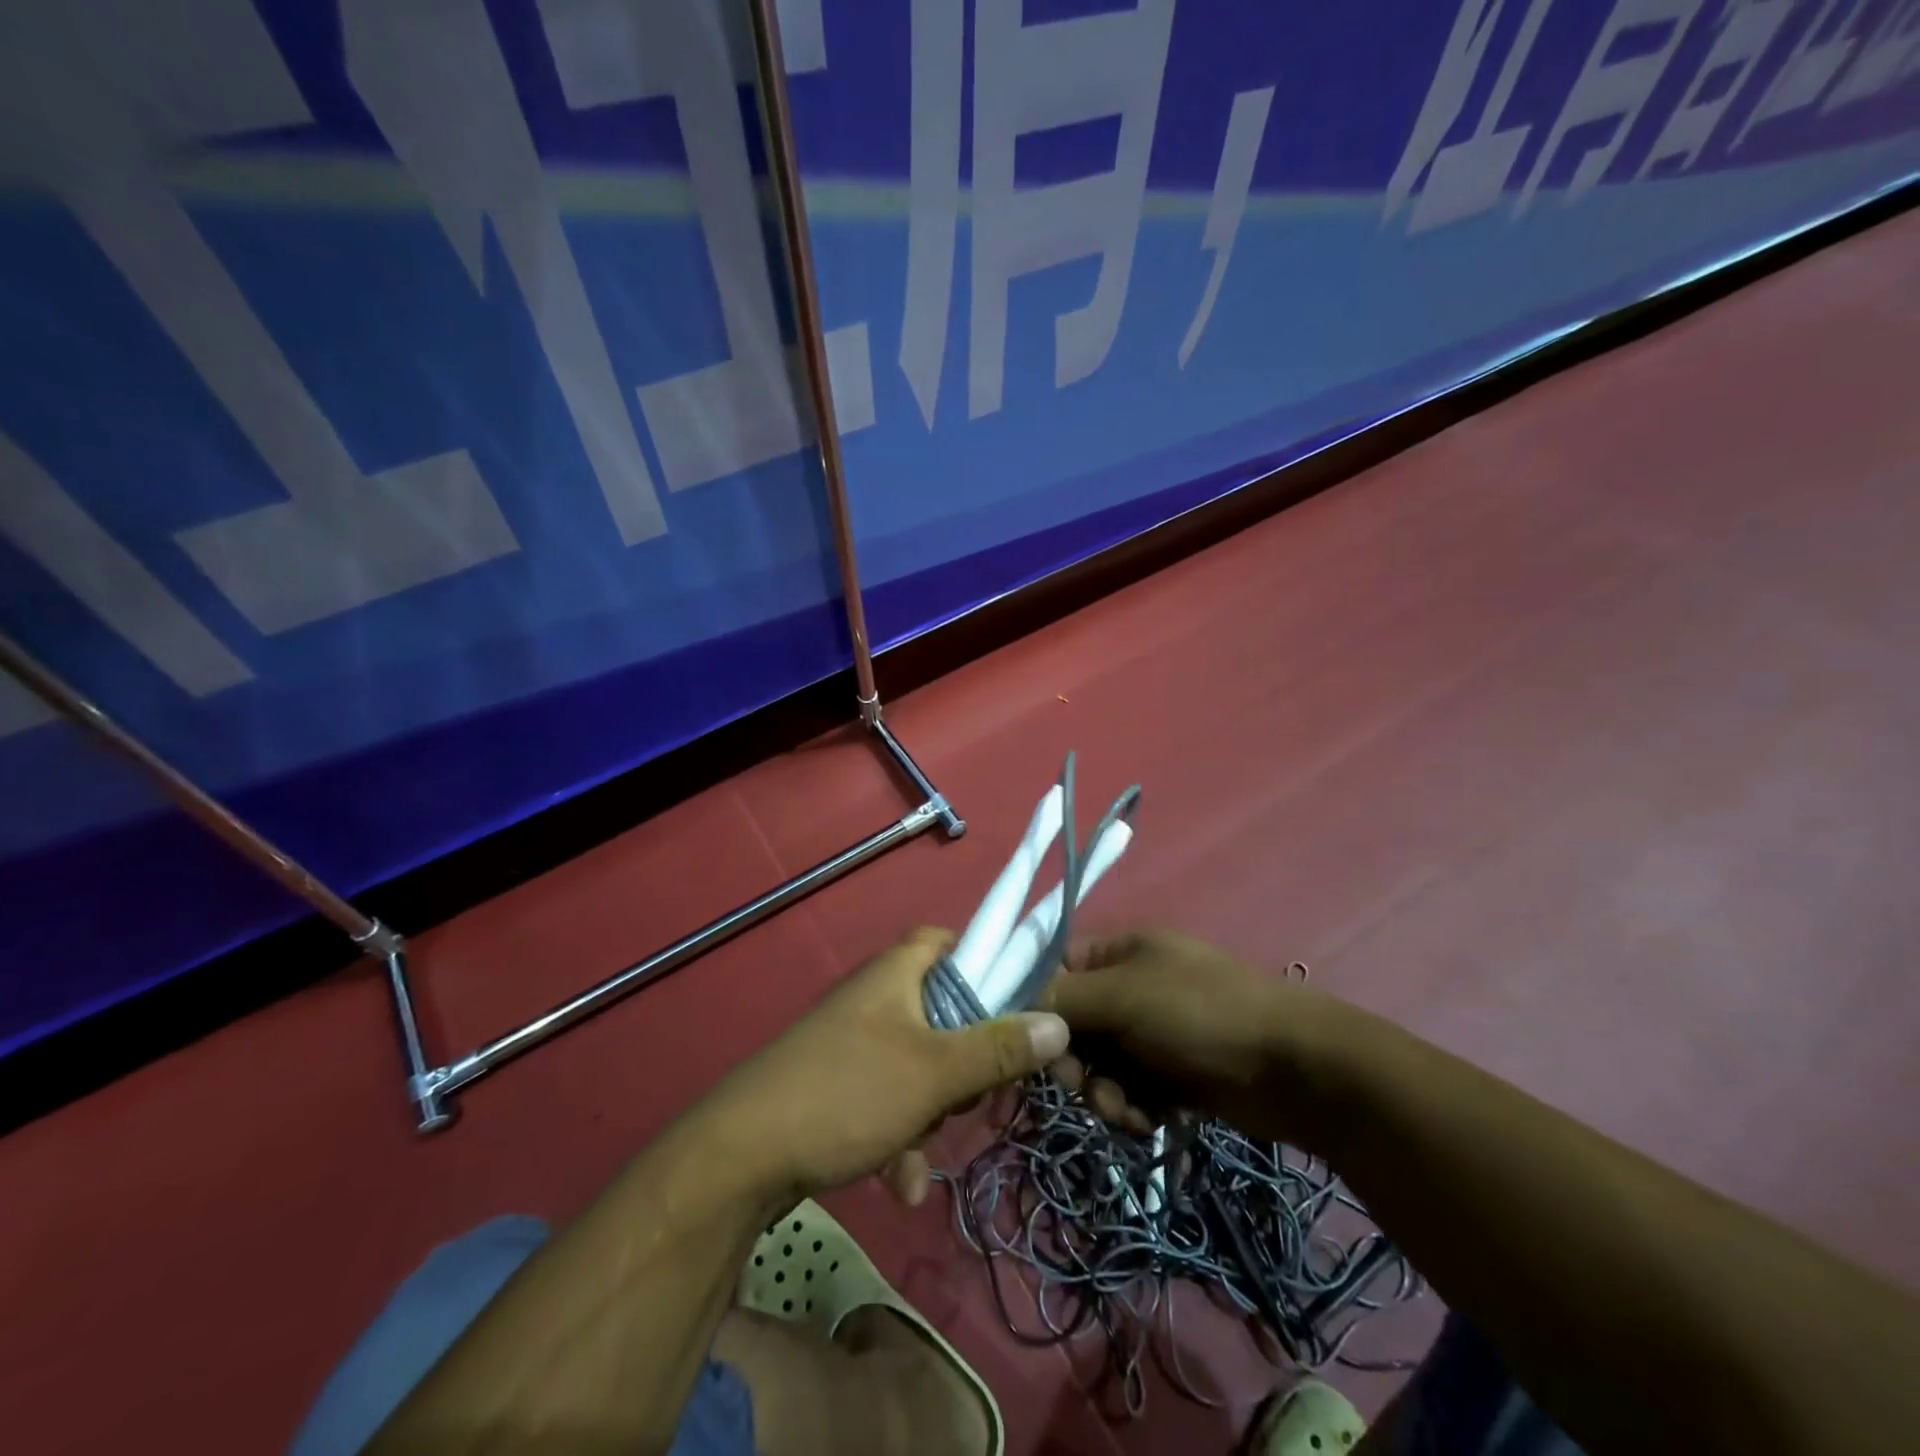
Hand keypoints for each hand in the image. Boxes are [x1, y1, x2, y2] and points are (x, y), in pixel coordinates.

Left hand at [702, 927, 1070, 1205]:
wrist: (739, 1159)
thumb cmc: (846, 1093)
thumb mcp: (934, 1073)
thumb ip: (997, 1049)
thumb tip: (1058, 1021)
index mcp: (894, 974)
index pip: (944, 941)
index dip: (980, 962)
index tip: (1011, 1001)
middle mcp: (872, 1000)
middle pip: (940, 1012)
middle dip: (964, 1058)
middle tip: (979, 1090)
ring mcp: (850, 1046)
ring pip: (916, 1066)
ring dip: (932, 1112)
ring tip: (929, 1149)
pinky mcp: (833, 1089)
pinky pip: (884, 1102)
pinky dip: (898, 1138)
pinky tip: (899, 1185)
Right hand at [1045, 928, 1349, 1150]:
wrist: (1294, 1068)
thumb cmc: (1200, 1014)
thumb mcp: (1123, 995)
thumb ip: (1062, 1000)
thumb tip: (1014, 1009)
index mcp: (1120, 950)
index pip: (1055, 968)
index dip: (1034, 1003)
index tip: (1021, 1042)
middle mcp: (1131, 985)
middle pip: (1073, 1022)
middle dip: (1073, 1060)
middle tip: (1081, 1084)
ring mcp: (1153, 1031)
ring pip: (1098, 1064)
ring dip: (1102, 1092)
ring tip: (1125, 1111)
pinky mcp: (1172, 1074)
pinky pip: (1128, 1090)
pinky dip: (1131, 1108)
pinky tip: (1149, 1121)